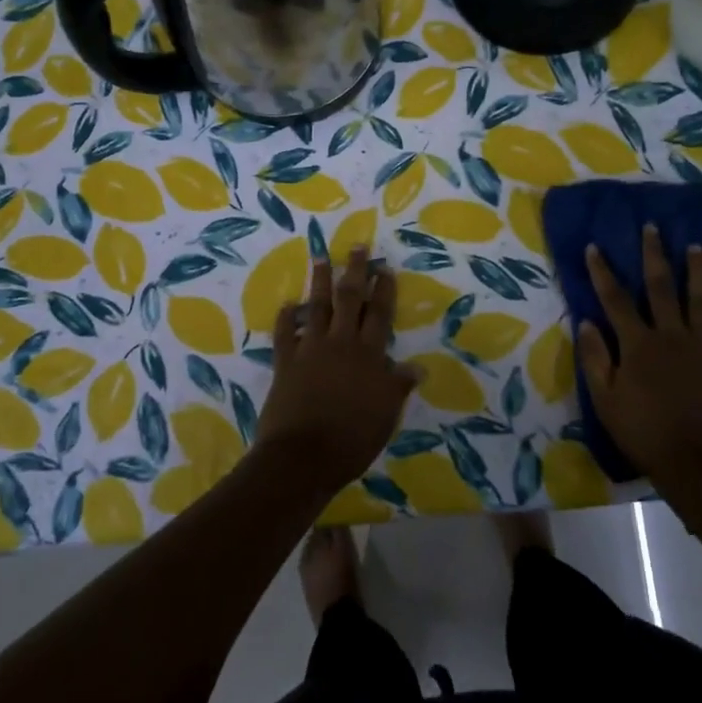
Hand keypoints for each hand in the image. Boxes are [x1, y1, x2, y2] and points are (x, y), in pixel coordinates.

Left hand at [257, 246, 418, 494]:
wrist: (302, 456)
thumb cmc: (352, 439)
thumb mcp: (386, 415)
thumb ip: (397, 386)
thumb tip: (417, 366)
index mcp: (368, 355)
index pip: (379, 314)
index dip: (383, 290)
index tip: (384, 267)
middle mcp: (340, 343)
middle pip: (348, 300)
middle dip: (354, 271)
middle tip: (357, 246)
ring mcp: (310, 350)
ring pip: (316, 307)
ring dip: (319, 282)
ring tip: (320, 258)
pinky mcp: (285, 362)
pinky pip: (284, 333)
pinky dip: (286, 317)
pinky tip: (287, 304)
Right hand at [577, 225, 701, 480]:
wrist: (695, 461)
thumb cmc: (643, 430)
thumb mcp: (605, 398)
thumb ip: (596, 358)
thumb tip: (587, 322)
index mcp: (639, 344)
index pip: (615, 299)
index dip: (603, 272)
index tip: (594, 246)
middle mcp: (672, 336)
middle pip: (662, 288)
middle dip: (654, 255)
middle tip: (653, 228)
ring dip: (698, 273)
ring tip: (696, 248)